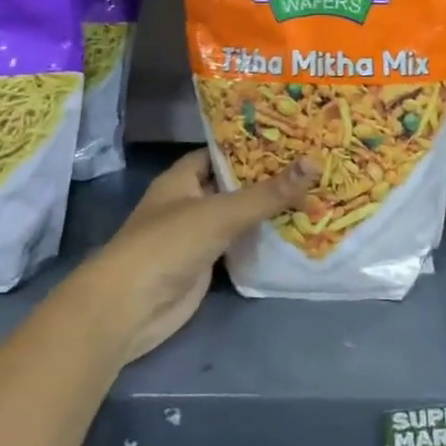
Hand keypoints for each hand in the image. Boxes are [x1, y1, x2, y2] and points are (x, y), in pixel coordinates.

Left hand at [75, 149, 317, 364]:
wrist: (130, 308)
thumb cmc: (168, 244)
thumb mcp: (220, 213)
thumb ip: (267, 193)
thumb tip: (315, 163)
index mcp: (182, 177)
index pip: (221, 151)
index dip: (251, 144)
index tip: (290, 137)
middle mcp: (189, 201)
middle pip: (234, 184)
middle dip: (268, 178)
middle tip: (313, 164)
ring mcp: (197, 235)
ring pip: (239, 216)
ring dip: (268, 210)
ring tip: (314, 192)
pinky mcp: (206, 265)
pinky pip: (240, 246)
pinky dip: (263, 240)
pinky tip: (296, 231)